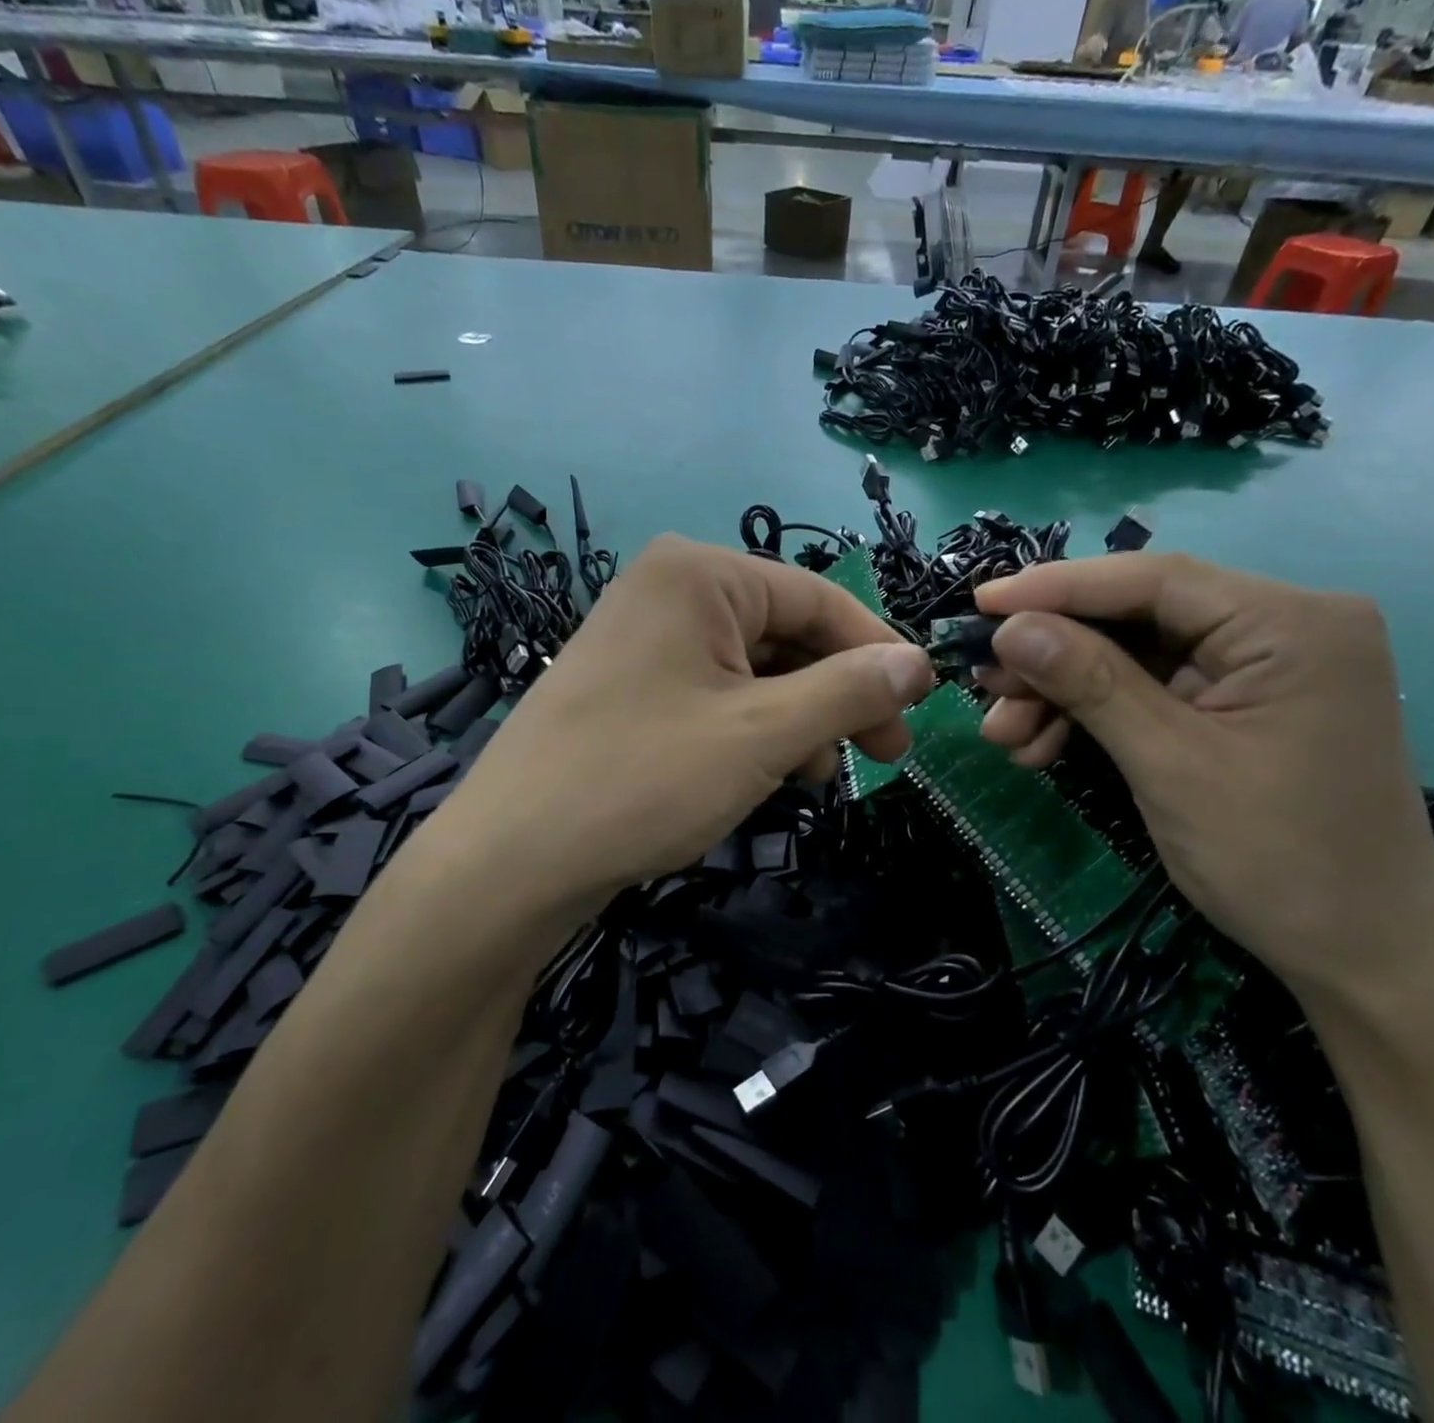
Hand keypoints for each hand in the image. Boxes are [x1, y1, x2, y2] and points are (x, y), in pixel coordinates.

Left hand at [442, 536, 931, 917]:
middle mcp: (669, 589)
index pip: (819, 598)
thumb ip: (849, 691)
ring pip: (753, 669)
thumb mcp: (763, 734)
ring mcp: (644, 638)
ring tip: (819, 777)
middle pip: (786, 633)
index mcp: (700, 574)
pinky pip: (715, 693)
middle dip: (837, 694)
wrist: (512, 859)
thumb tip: (918, 662)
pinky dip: (754, 729)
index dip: (878, 652)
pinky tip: (770, 774)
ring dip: (799, 718)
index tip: (920, 707)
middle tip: (883, 755)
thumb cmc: (644, 779)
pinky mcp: (630, 685)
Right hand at [973, 554, 1433, 999]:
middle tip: (986, 688)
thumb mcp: (1169, 763)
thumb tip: (1010, 627)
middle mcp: (1280, 628)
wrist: (1361, 959)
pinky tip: (1043, 747)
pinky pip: (1148, 692)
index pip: (1153, 580)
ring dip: (1062, 693)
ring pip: (1131, 657)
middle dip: (1054, 656)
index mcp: (1291, 623)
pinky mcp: (1237, 706)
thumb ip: (1089, 683)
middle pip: (1136, 618)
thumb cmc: (1279, 859)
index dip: (1057, 587)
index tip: (980, 604)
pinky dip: (1092, 717)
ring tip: (1005, 736)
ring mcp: (1258, 669)